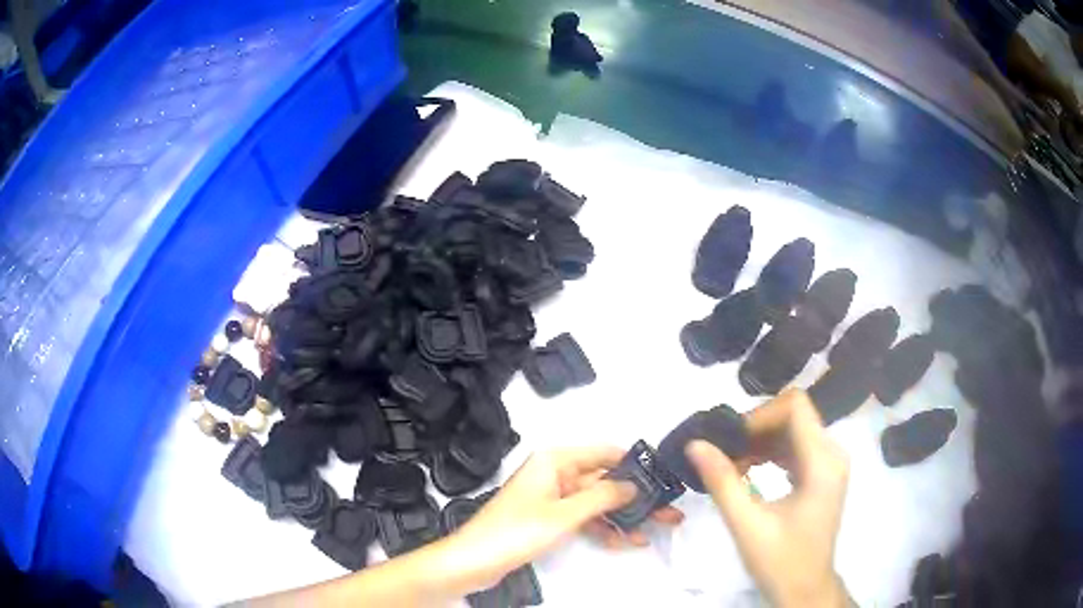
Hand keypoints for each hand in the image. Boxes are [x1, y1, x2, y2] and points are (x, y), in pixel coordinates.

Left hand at [437, 447, 684, 593]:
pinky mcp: (548, 519)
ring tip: (653, 530)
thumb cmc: (516, 531)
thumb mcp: (565, 514)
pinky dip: (601, 528)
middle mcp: (555, 474)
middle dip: (634, 498)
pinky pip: (582, 518)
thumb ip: (602, 497)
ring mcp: (552, 498)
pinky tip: (624, 541)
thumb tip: (634, 485)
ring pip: (596, 503)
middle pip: (603, 481)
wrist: (474, 561)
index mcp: (555, 461)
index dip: (633, 464)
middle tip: (667, 511)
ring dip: (622, 517)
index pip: (604, 453)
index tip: (661, 477)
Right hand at [687, 390, 849, 607]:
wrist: (805, 589)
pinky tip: (749, 471)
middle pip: (794, 415)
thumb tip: (695, 444)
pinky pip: (796, 447)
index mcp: (822, 462)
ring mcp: (829, 464)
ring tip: (733, 465)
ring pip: (794, 430)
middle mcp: (832, 454)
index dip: (760, 415)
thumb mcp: (747, 524)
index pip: (795, 406)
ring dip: (761, 441)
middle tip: (725, 454)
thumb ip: (722, 481)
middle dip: (756, 429)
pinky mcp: (822, 475)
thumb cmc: (780, 560)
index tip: (731, 441)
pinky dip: (770, 453)